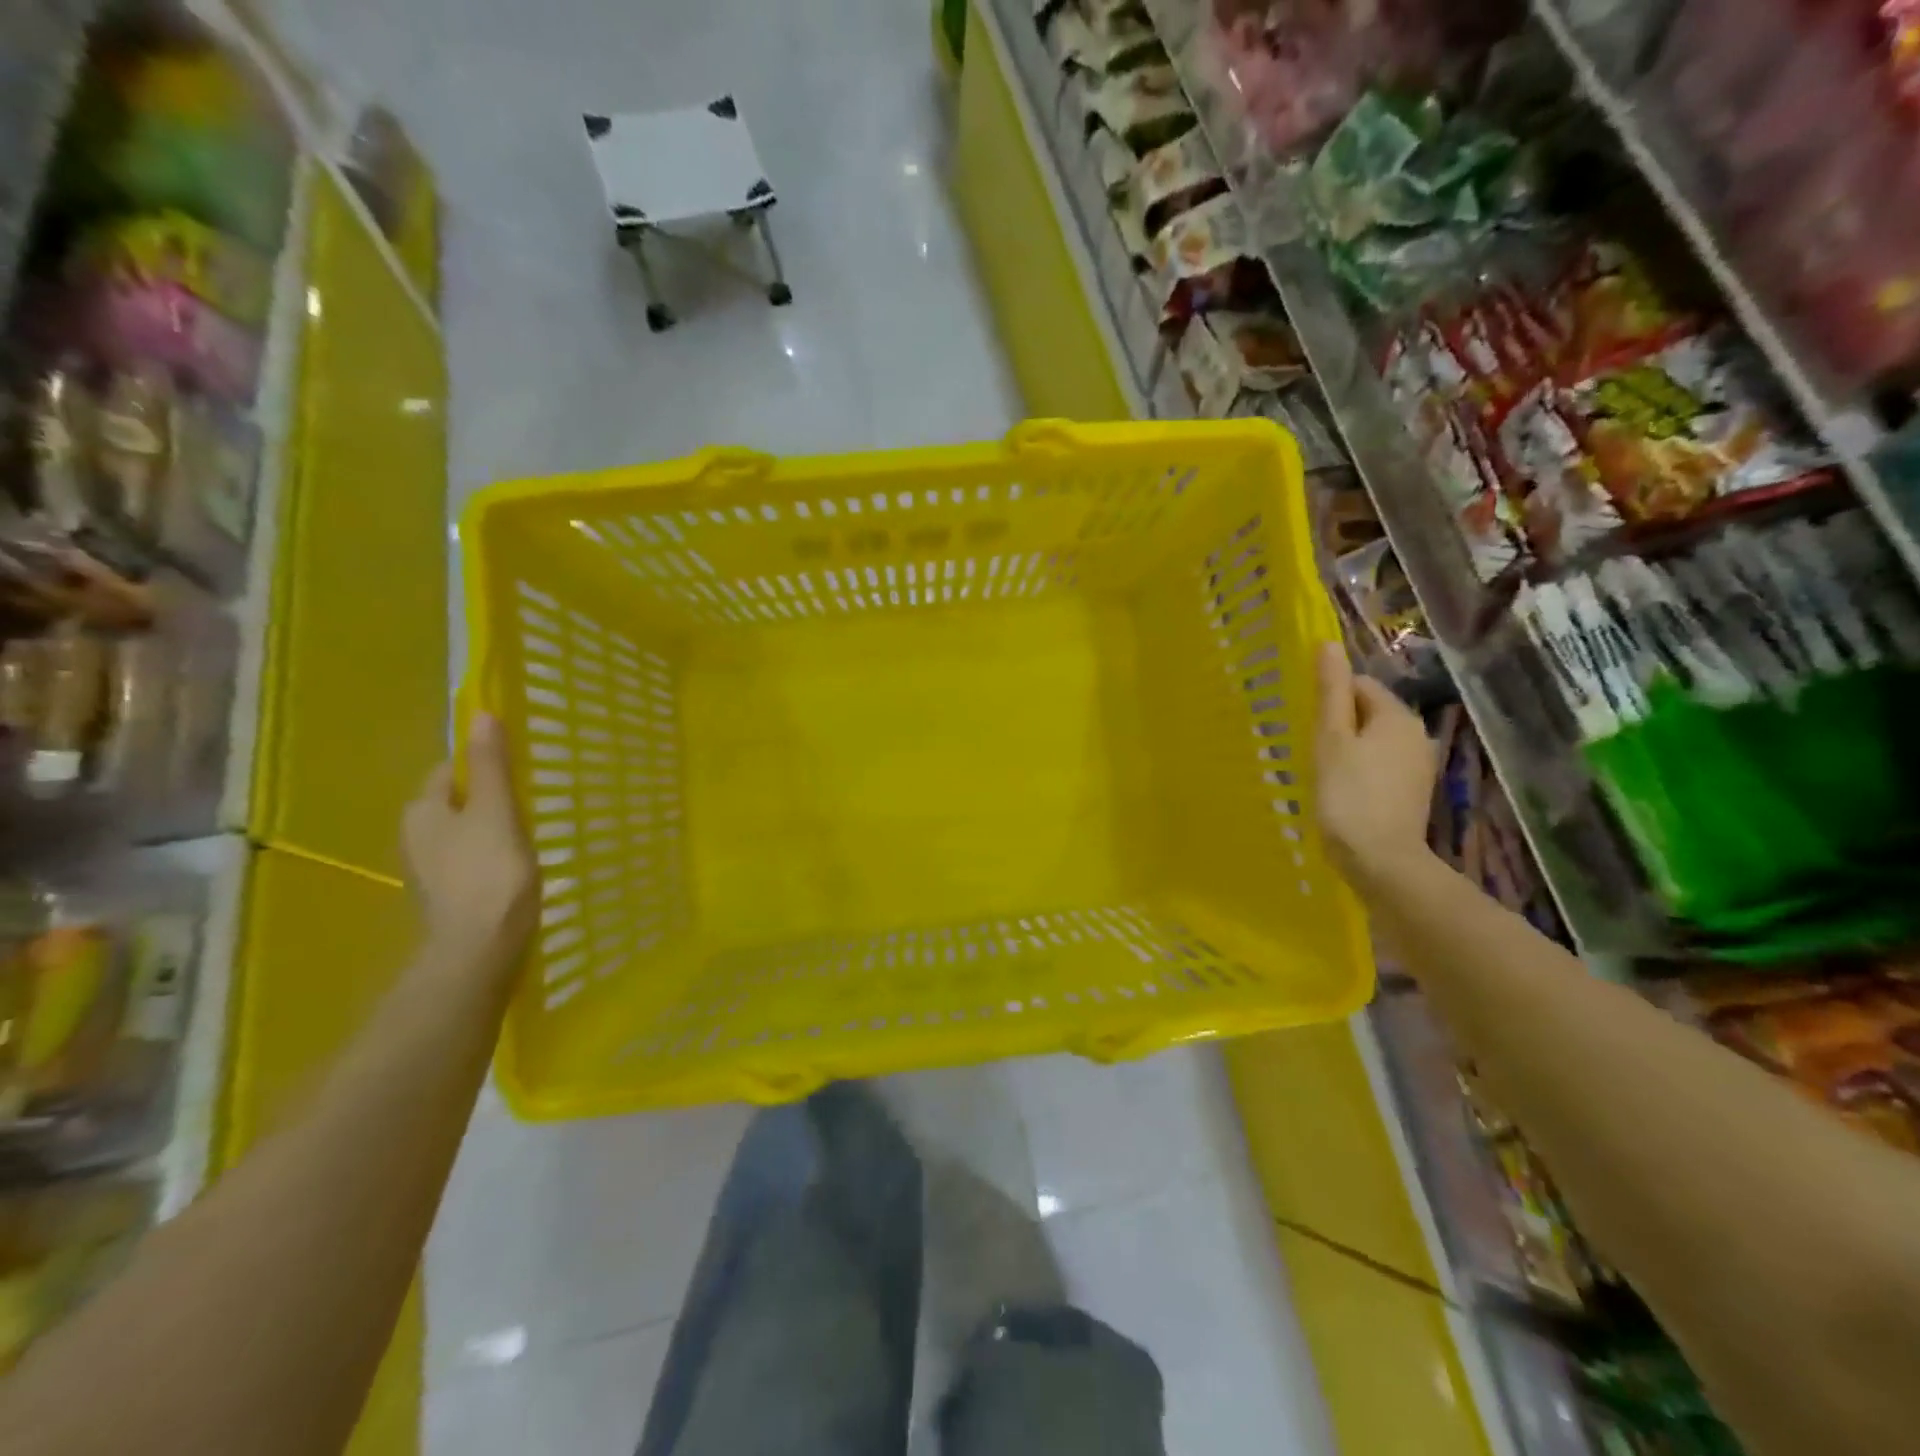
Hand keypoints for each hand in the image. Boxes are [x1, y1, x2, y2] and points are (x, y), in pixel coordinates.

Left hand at [403, 713, 536, 980]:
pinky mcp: (451, 895)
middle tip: (530, 799)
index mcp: (422, 810)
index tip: (519, 770)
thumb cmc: (490, 872)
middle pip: (456, 802)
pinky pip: (472, 859)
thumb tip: (480, 713)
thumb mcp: (495, 810)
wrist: (481, 948)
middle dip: (488, 797)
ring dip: (492, 828)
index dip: (482, 765)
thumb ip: (490, 765)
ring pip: (465, 832)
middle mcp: (416, 836)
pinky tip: (517, 865)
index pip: (449, 771)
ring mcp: (432, 869)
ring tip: (530, 832)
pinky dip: (492, 856)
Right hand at [1314, 643, 1437, 884]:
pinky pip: (1380, 766)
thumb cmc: (1347, 794)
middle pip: (1368, 713)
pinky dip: (1360, 771)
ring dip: (1347, 749)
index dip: (1329, 699)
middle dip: (1338, 724)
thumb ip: (1330, 692)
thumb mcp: (1330, 739)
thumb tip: (1329, 644)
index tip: (1307, 724)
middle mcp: (1415, 734)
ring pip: (1373, 741)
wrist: (1380, 860)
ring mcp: (1417, 766)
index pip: (1360, 686)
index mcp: (1397, 716)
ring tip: (1322, 772)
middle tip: (1310, 749)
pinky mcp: (1412, 793)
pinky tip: (1342, 792)